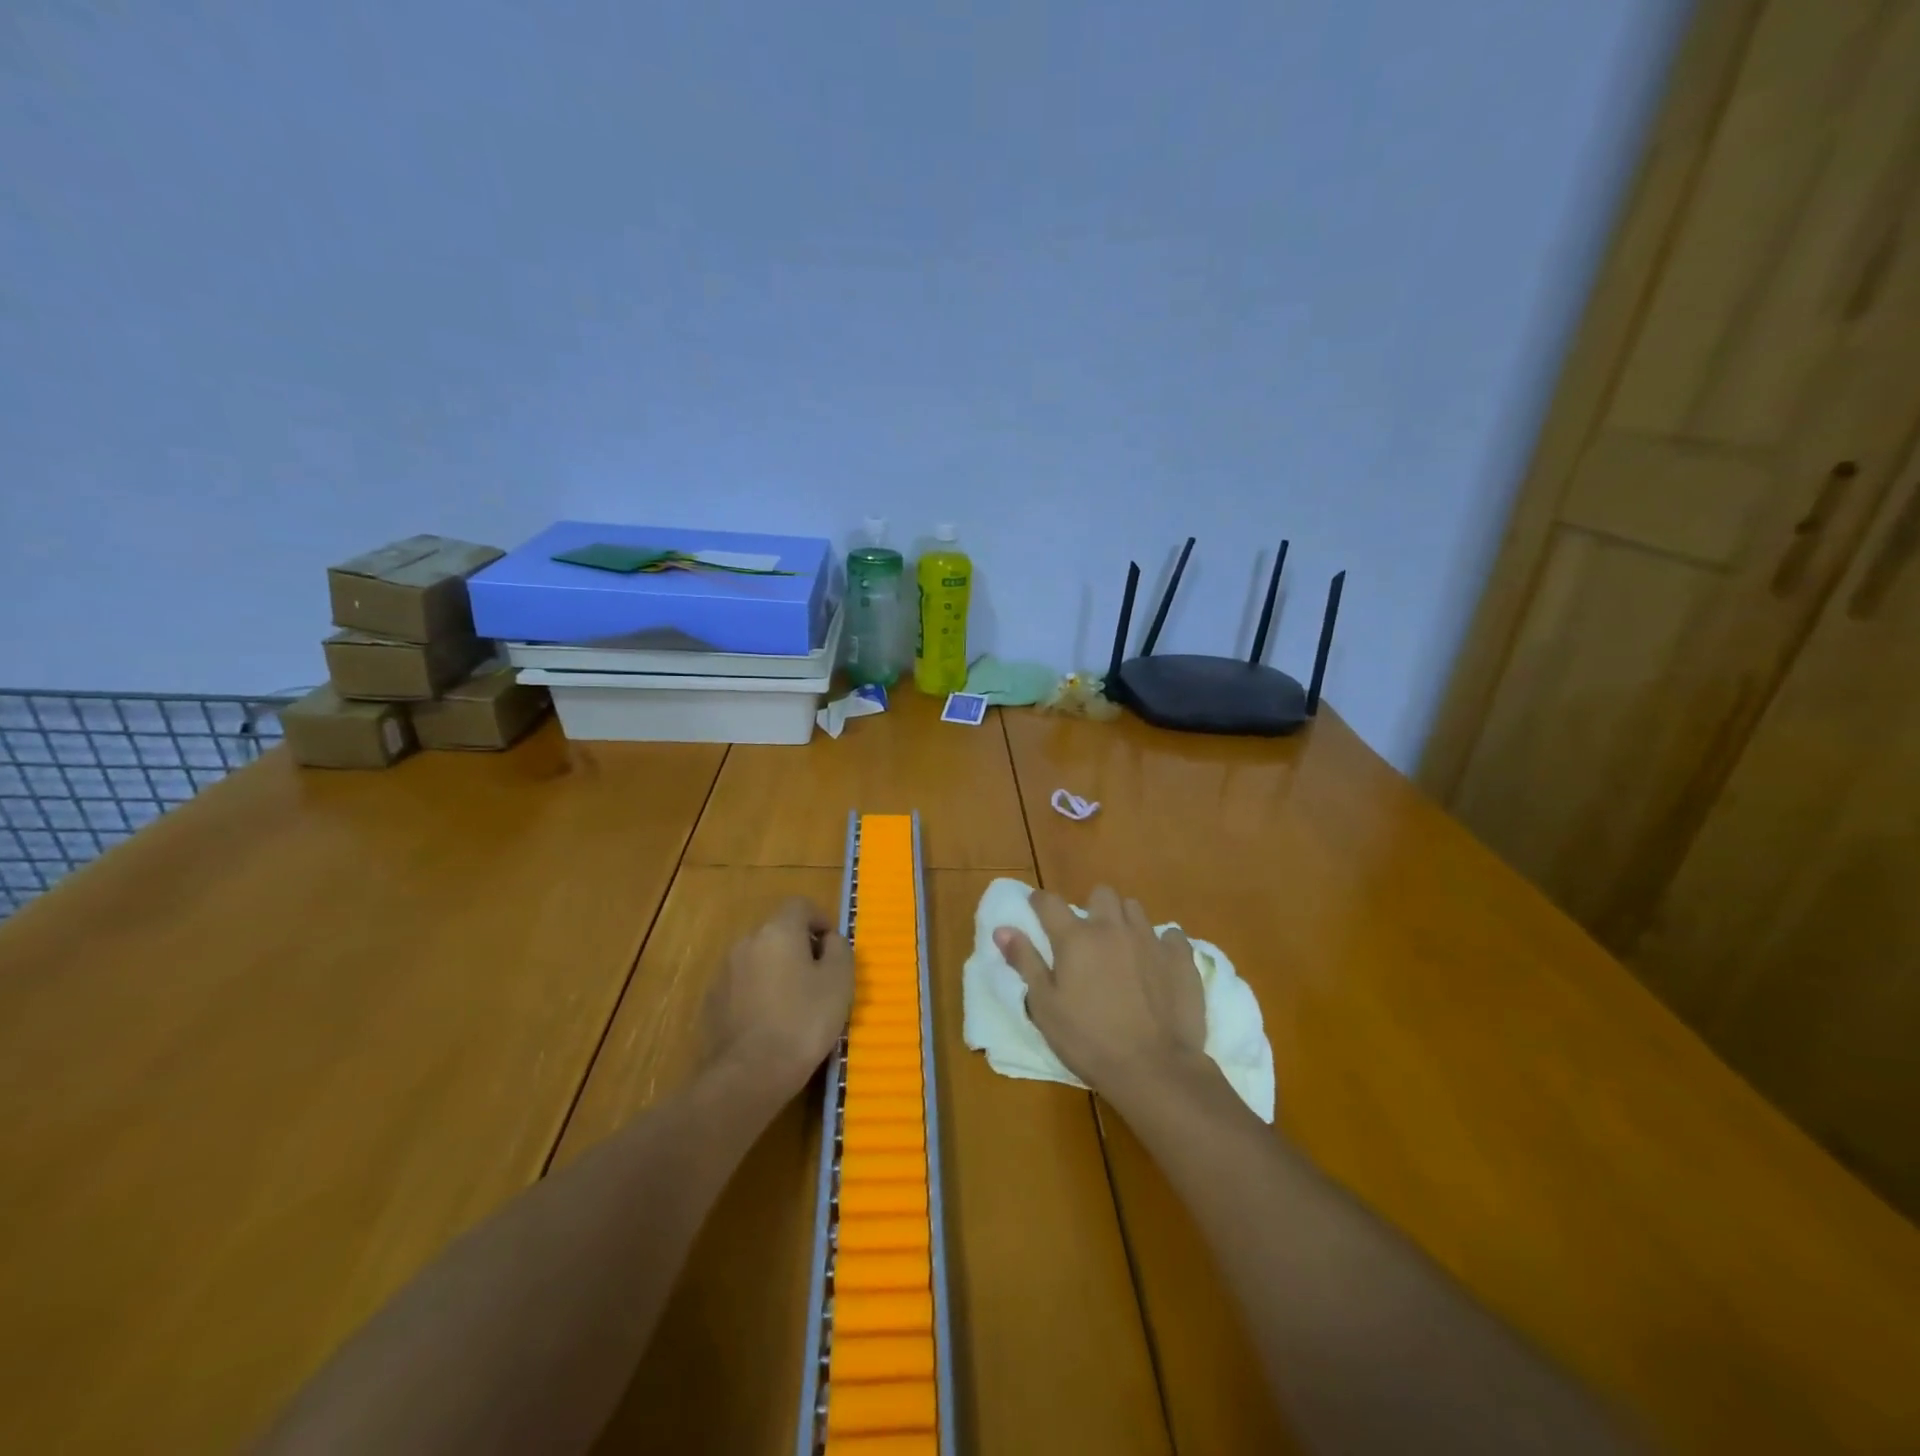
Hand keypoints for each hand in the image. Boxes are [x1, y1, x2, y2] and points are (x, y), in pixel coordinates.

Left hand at [703, 897, 852, 1093]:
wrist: (750, 1074)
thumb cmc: (803, 1021)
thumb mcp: (840, 981)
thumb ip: (839, 949)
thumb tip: (829, 940)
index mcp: (778, 931)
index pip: (800, 905)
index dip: (820, 920)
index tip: (832, 947)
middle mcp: (746, 942)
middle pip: (778, 932)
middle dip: (798, 947)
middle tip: (818, 978)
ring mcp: (724, 972)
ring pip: (759, 959)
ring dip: (777, 971)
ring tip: (795, 1004)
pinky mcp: (712, 1002)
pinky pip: (742, 985)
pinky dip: (758, 993)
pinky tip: (770, 1023)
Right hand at [994, 886, 1205, 1100]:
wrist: (1154, 1069)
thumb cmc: (1088, 1040)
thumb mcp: (1045, 1007)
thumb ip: (1025, 962)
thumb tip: (1002, 929)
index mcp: (1075, 938)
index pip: (1049, 902)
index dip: (1039, 902)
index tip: (1036, 909)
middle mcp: (1112, 928)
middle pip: (1101, 894)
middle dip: (1092, 907)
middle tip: (1087, 936)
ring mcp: (1150, 940)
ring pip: (1134, 909)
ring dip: (1124, 921)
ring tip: (1121, 948)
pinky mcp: (1180, 958)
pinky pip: (1171, 936)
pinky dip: (1161, 944)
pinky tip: (1156, 964)